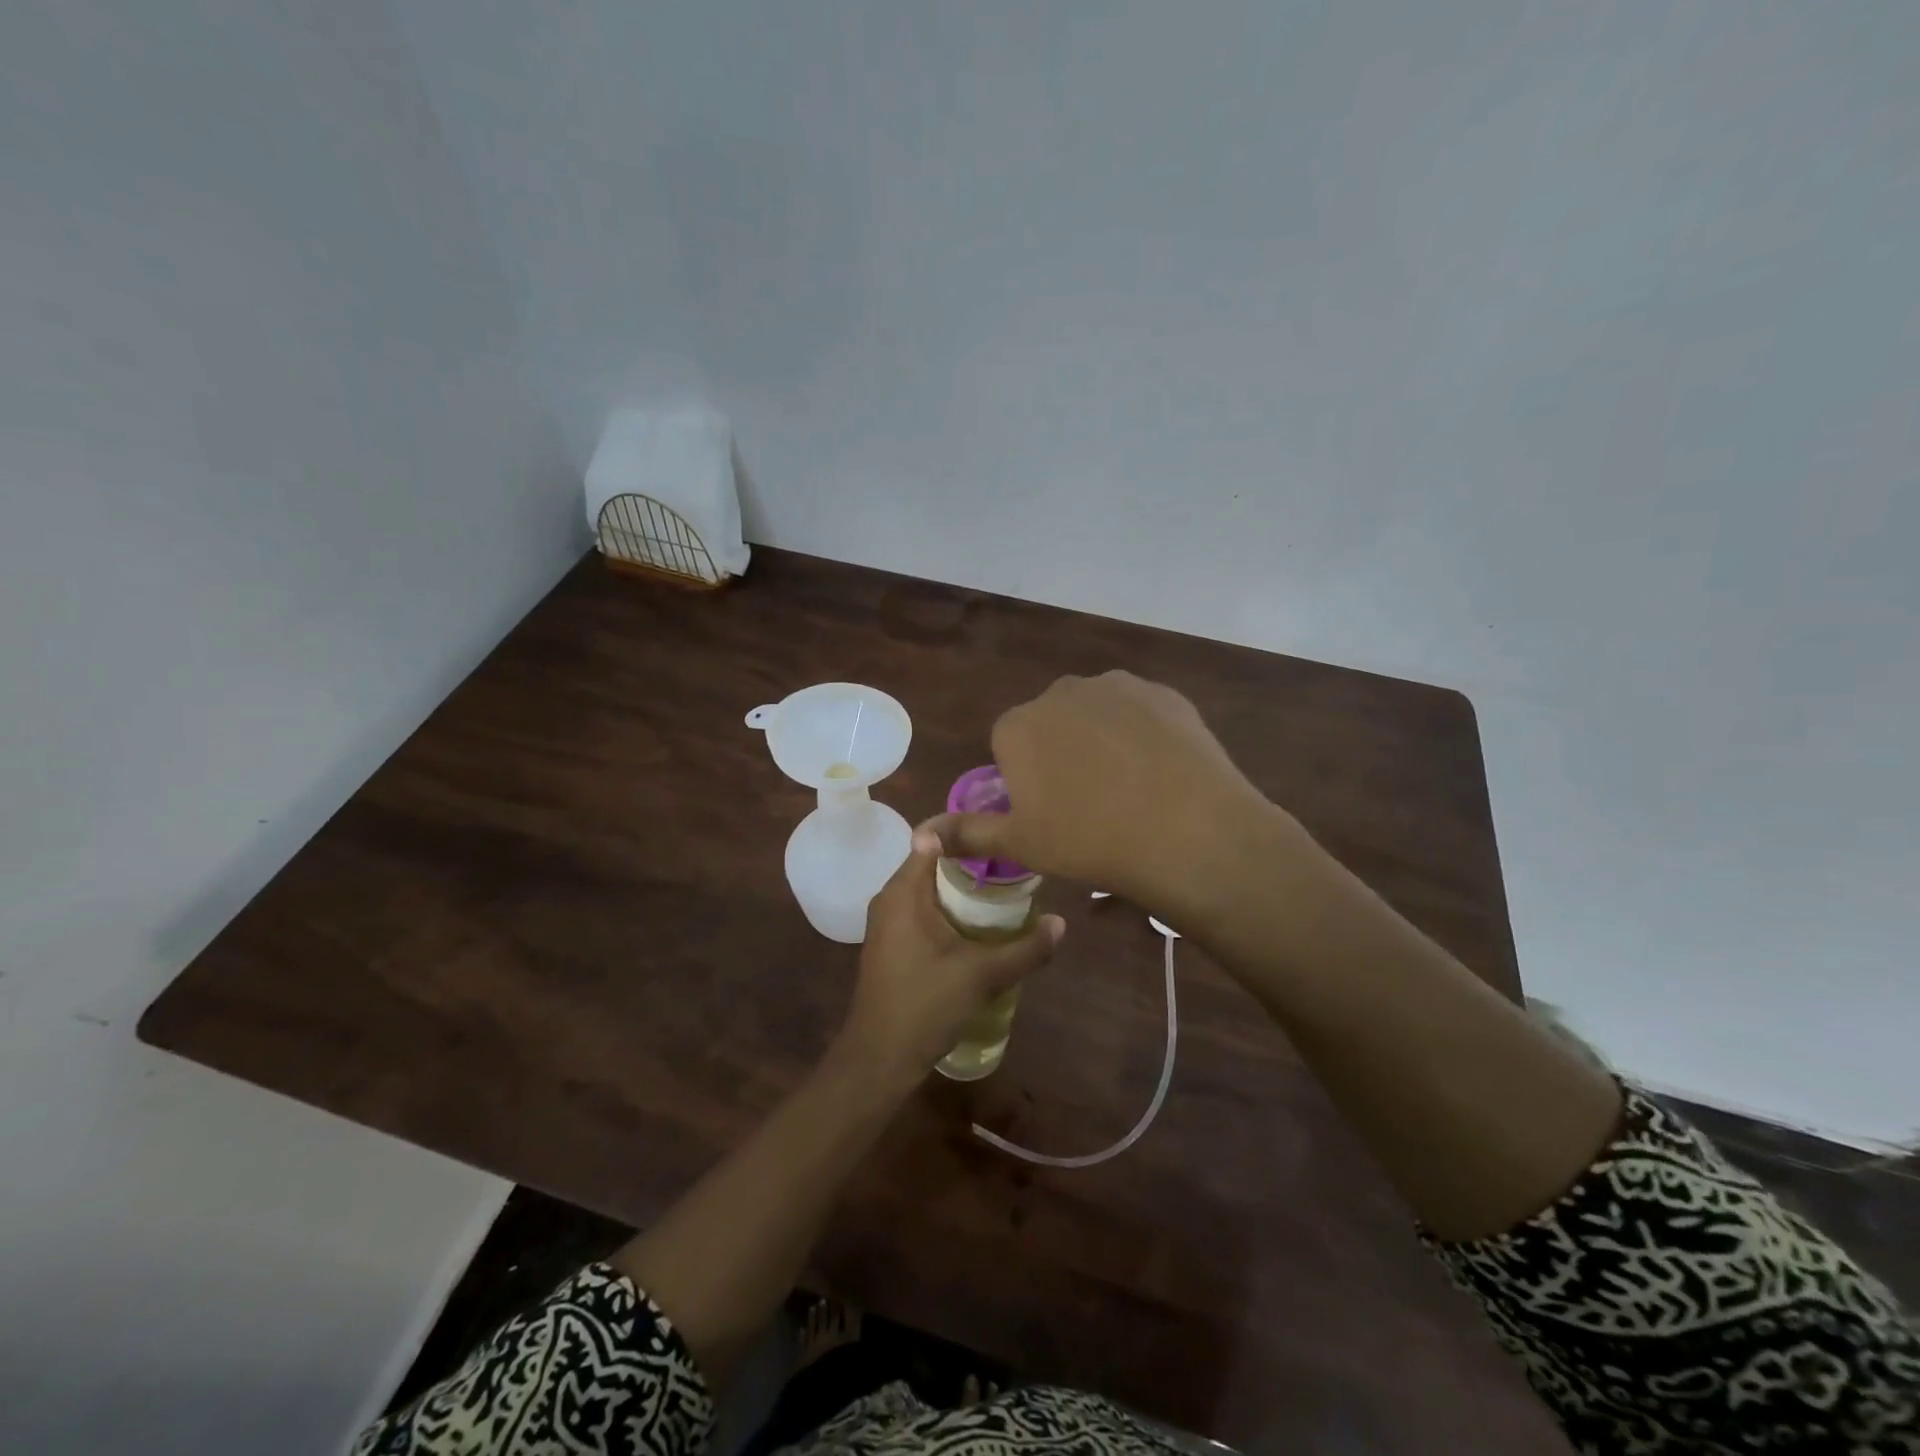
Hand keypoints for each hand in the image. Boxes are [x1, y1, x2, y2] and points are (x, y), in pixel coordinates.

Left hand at [833, 826, 1063, 1088]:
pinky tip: (979, 924)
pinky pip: (923, 909)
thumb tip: (1062, 924)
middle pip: (933, 862)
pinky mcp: (892, 943)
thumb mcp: (982, 975)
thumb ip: (1025, 949)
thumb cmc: (925, 1005)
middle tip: (1013, 862)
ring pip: (929, 888)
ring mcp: (888, 922)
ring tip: (1005, 888)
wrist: (879, 1059)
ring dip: (962, 888)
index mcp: (903, 892)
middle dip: (972, 862)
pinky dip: (949, 908)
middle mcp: (890, 898)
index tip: (1001, 831)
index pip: (932, 839)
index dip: (966, 831)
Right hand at [936, 671, 1283, 914]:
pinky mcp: (1163, 692)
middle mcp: (1061, 692)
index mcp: (1018, 726)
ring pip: (1096, 714)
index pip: (1008, 745)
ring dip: (1101, 740)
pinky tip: (1160, 771)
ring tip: (1130, 789)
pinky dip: (1142, 734)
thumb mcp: (1020, 844)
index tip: (1050, 812)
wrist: (1186, 831)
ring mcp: (1116, 686)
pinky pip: (1140, 712)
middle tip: (1089, 804)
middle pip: (1051, 724)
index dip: (1026, 780)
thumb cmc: (1088, 841)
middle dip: (1061, 754)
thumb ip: (965, 834)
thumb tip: (917, 838)